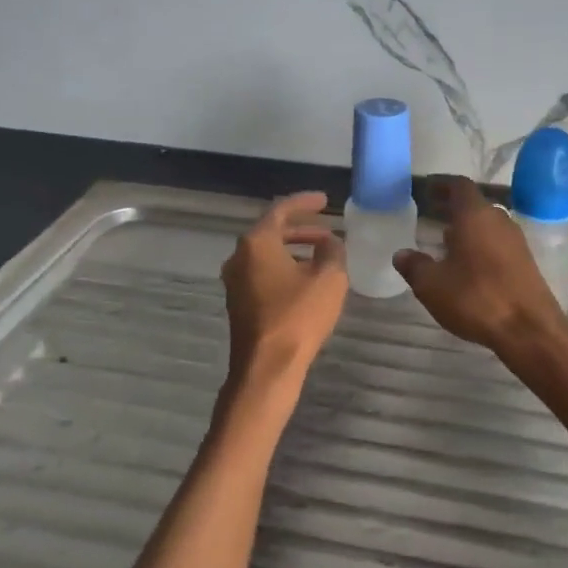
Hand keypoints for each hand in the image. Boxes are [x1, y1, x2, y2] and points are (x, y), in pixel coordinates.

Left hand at [221, 192, 347, 384]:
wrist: (267, 367)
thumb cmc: (298, 316)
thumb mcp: (329, 278)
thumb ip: (333, 251)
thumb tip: (329, 242)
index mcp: (257, 243)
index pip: (281, 210)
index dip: (305, 202)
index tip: (324, 200)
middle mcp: (239, 257)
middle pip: (271, 232)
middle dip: (301, 228)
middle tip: (326, 229)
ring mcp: (235, 282)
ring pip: (266, 254)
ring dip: (293, 250)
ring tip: (321, 255)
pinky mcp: (239, 303)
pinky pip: (263, 273)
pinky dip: (284, 268)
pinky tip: (305, 280)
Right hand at [394, 176, 567, 355]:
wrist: (529, 329)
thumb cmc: (476, 298)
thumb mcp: (432, 285)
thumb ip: (415, 266)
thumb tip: (402, 254)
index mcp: (475, 216)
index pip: (458, 186)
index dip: (442, 184)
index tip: (427, 188)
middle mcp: (499, 220)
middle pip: (474, 205)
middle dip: (452, 208)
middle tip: (431, 214)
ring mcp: (516, 241)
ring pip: (486, 225)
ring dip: (466, 229)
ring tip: (444, 242)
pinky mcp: (525, 262)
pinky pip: (497, 243)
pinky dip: (479, 246)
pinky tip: (467, 266)